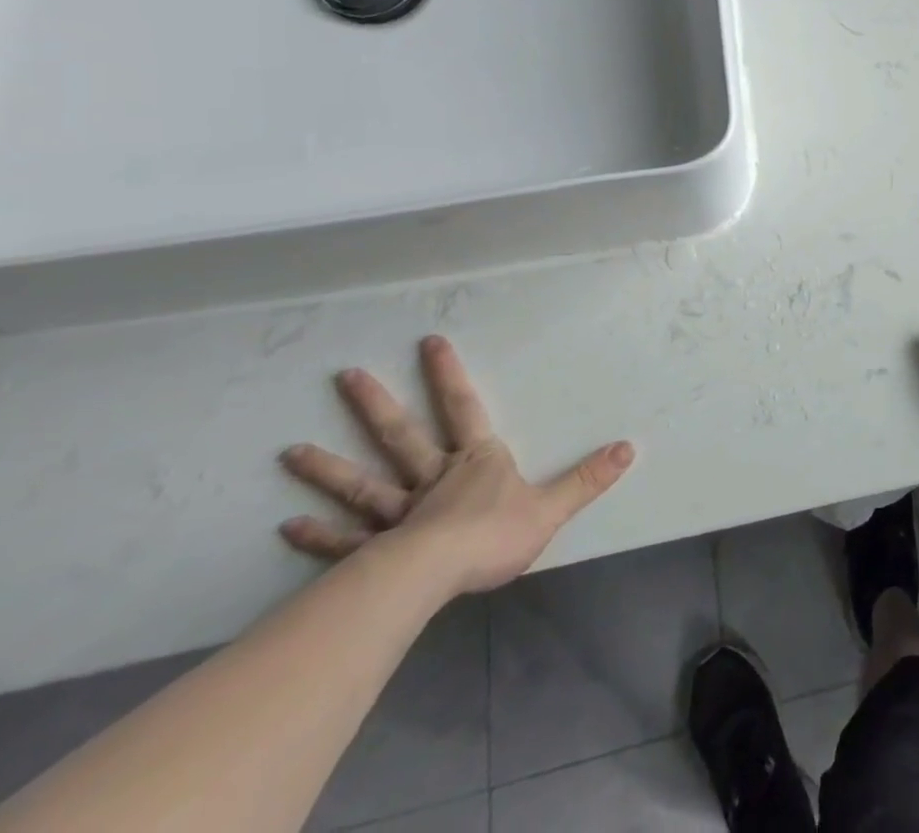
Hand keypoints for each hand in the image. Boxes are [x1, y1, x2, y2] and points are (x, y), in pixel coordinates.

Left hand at [278, 334, 635, 595]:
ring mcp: (398, 515)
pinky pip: (343, 541)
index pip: (462, 407)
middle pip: (401, 435)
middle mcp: (432, 478)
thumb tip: (629, 447)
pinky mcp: (375, 552)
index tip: (428, 342)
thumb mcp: (551, 506)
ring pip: (362, 484)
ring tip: (291, 452)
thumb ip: (587, 478)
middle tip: (346, 376)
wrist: (437, 576)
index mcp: (474, 461)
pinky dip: (317, 533)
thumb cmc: (493, 535)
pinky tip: (289, 525)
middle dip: (376, 405)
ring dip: (328, 468)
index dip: (447, 375)